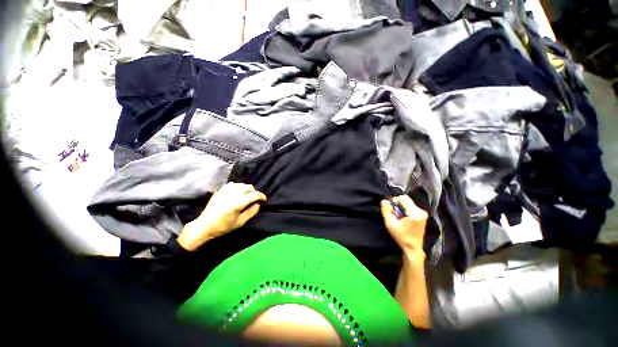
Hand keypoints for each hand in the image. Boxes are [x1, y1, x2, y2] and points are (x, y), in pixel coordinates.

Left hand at [177, 182, 266, 250]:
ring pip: (241, 184)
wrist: (204, 226)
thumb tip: (258, 204)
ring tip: (246, 195)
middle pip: (248, 187)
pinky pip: (232, 184)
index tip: (264, 200)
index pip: (255, 194)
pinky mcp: (220, 191)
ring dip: (246, 189)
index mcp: (238, 202)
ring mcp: (225, 191)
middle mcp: (233, 194)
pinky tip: (237, 192)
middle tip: (254, 199)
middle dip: (254, 192)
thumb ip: (251, 212)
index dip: (262, 196)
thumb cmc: (223, 226)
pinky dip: (237, 187)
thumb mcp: (240, 222)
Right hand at [380, 195, 427, 256]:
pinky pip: (410, 207)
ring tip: (399, 218)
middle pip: (406, 200)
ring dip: (400, 208)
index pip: (403, 198)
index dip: (394, 201)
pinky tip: (403, 219)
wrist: (413, 248)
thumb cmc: (401, 237)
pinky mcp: (422, 215)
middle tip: (394, 215)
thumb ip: (386, 210)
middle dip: (398, 205)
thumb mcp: (390, 224)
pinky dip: (404, 210)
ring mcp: (423, 213)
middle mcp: (421, 211)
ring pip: (407, 203)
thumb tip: (384, 200)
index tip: (391, 209)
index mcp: (415, 213)